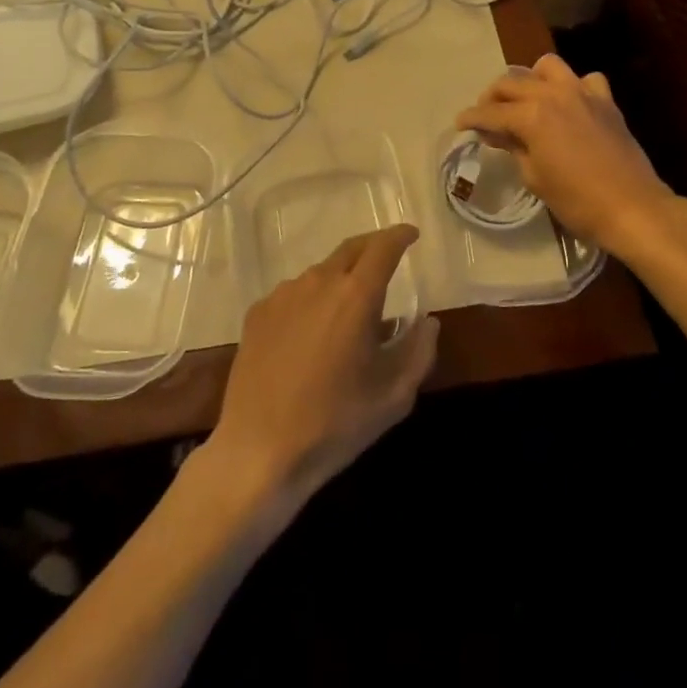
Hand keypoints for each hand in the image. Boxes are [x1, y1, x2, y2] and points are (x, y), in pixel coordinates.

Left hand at [210, 226, 438, 507]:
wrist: (258, 452)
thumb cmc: (334, 425)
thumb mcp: (394, 397)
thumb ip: (419, 351)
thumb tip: (427, 322)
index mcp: (356, 295)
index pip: (384, 247)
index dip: (400, 236)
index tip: (412, 235)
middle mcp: (319, 282)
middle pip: (351, 249)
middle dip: (373, 247)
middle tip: (387, 258)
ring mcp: (284, 294)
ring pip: (321, 272)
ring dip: (341, 278)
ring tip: (348, 310)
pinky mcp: (258, 312)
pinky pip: (294, 294)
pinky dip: (312, 300)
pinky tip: (311, 333)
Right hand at [455, 54, 680, 258]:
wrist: (633, 208)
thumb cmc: (577, 201)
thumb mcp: (535, 178)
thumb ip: (514, 148)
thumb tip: (497, 133)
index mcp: (532, 115)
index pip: (491, 112)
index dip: (471, 118)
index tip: (460, 123)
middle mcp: (553, 94)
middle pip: (512, 83)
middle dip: (493, 97)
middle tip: (486, 115)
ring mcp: (583, 93)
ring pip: (547, 66)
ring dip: (531, 79)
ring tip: (526, 100)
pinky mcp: (606, 101)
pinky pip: (585, 80)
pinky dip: (573, 87)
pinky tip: (570, 105)